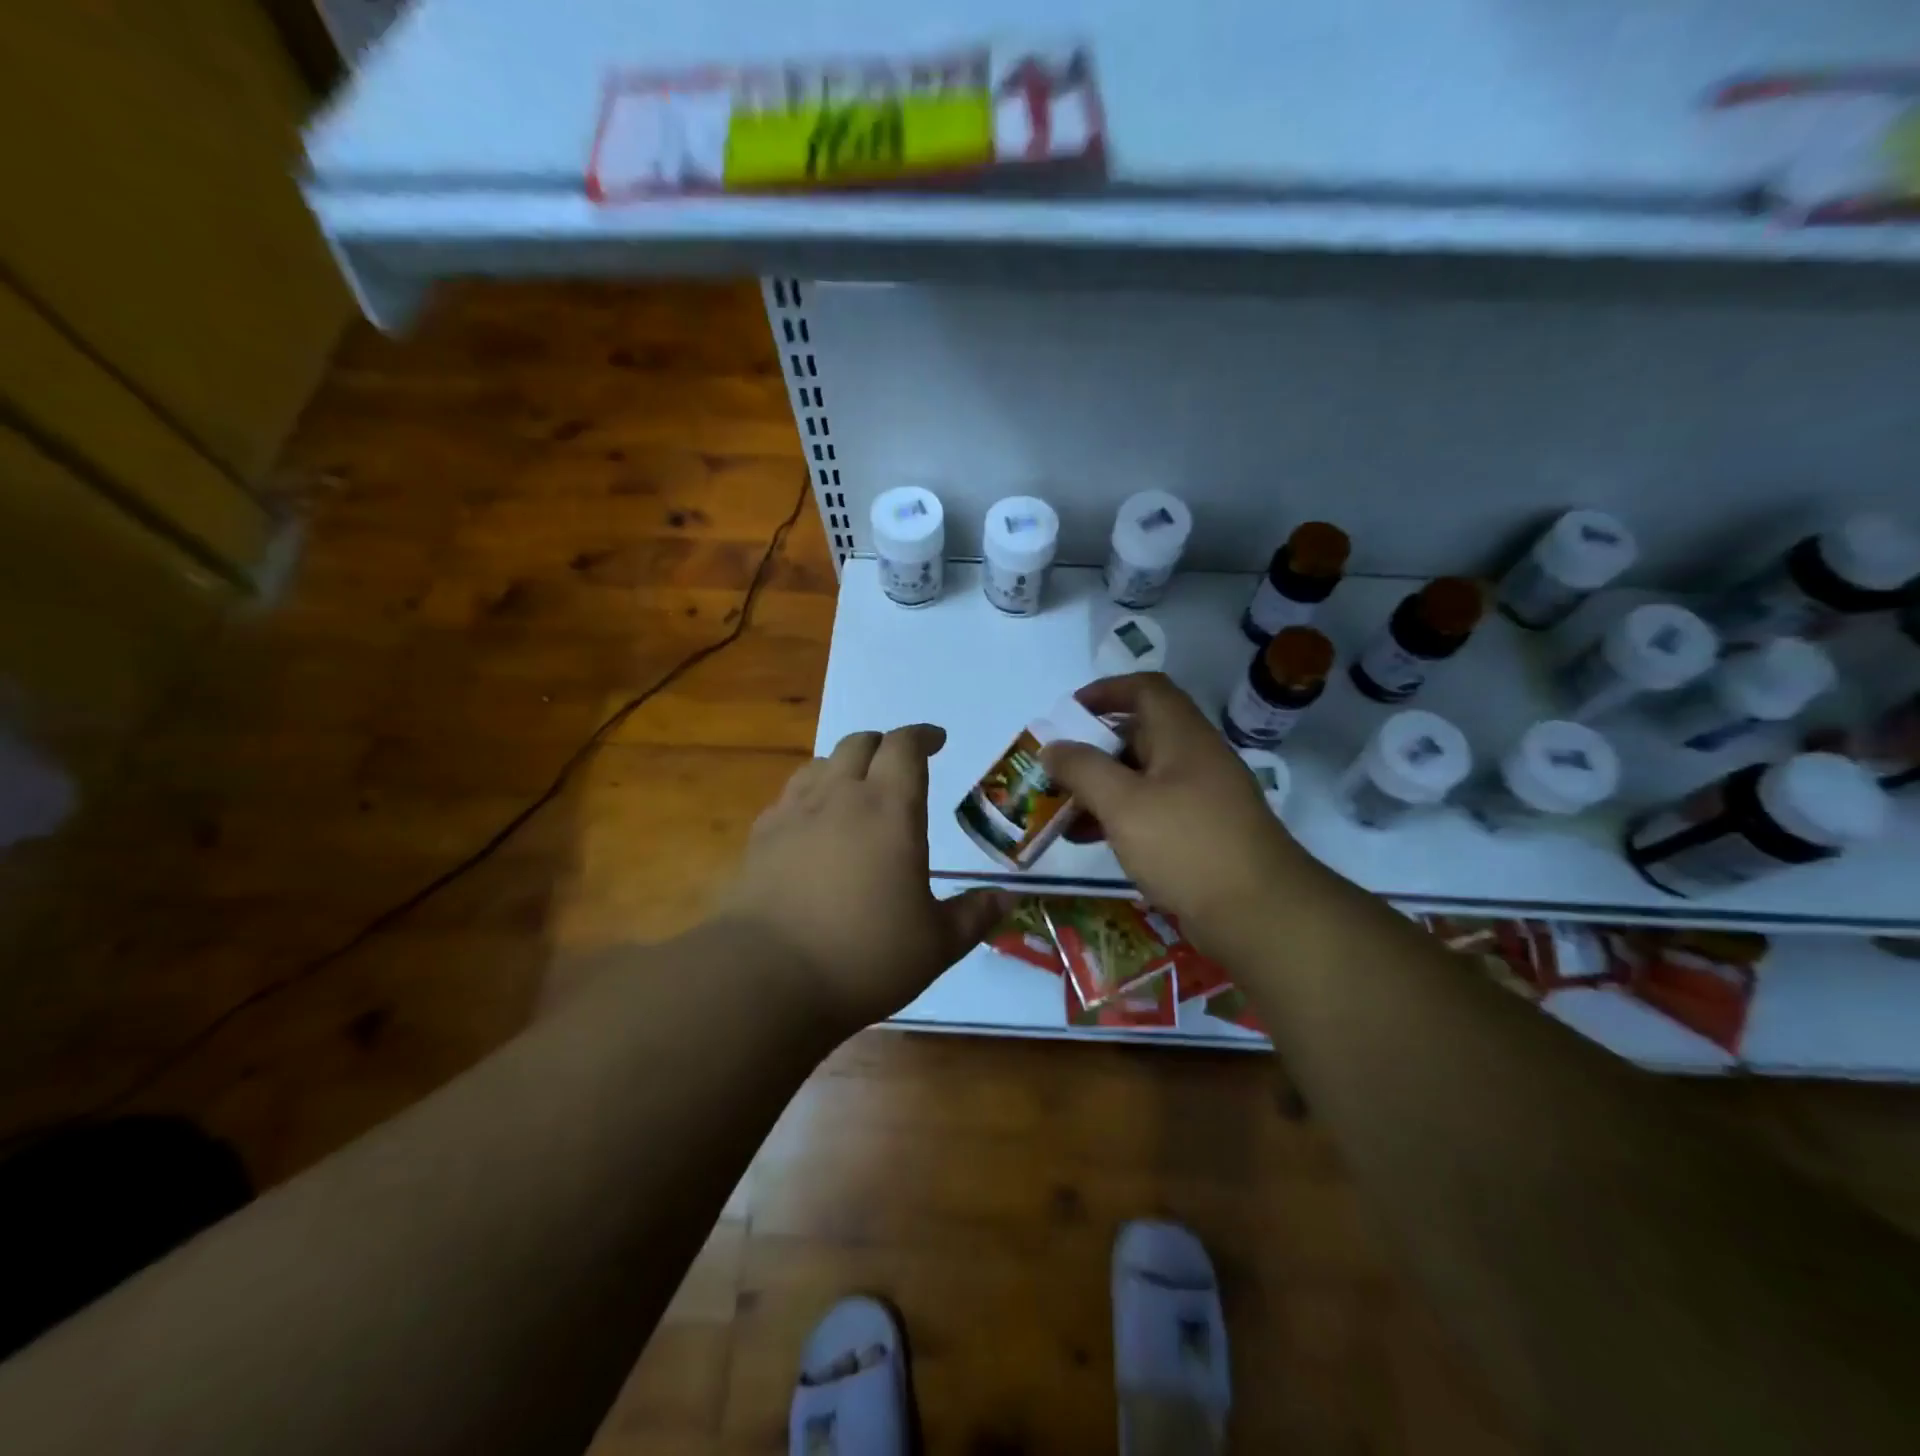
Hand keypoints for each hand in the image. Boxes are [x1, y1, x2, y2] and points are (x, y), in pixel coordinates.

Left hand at [715, 725, 1009, 1030]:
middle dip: (884, 745)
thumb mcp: (936, 944)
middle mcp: (840, 796)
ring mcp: (793, 814)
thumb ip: (975, 915)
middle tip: (900, 765)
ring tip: (857, 789)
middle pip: (859, 743)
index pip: (905, 746)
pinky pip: (789, 796)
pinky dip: (810, 796)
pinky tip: (813, 826)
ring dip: (845, 766)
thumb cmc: (865, 956)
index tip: (937, 740)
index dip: (923, 736)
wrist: (766, 978)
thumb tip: (1009, 900)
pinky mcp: (760, 838)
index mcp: (890, 809)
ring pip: (821, 764)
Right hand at [1041, 673, 1305, 948]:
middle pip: (1138, 736)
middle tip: (1055, 771)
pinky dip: (1119, 817)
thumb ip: (1083, 770)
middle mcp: (1194, 759)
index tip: (1067, 714)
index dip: (1105, 691)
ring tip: (1061, 812)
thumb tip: (1053, 747)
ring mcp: (1201, 798)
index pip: (1145, 689)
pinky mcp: (1201, 834)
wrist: (1259, 914)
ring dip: (1100, 789)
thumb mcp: (1124, 804)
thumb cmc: (1187, 845)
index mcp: (1182, 736)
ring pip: (1141, 778)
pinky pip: (1151, 812)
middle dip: (1092, 750)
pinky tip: (1090, 841)